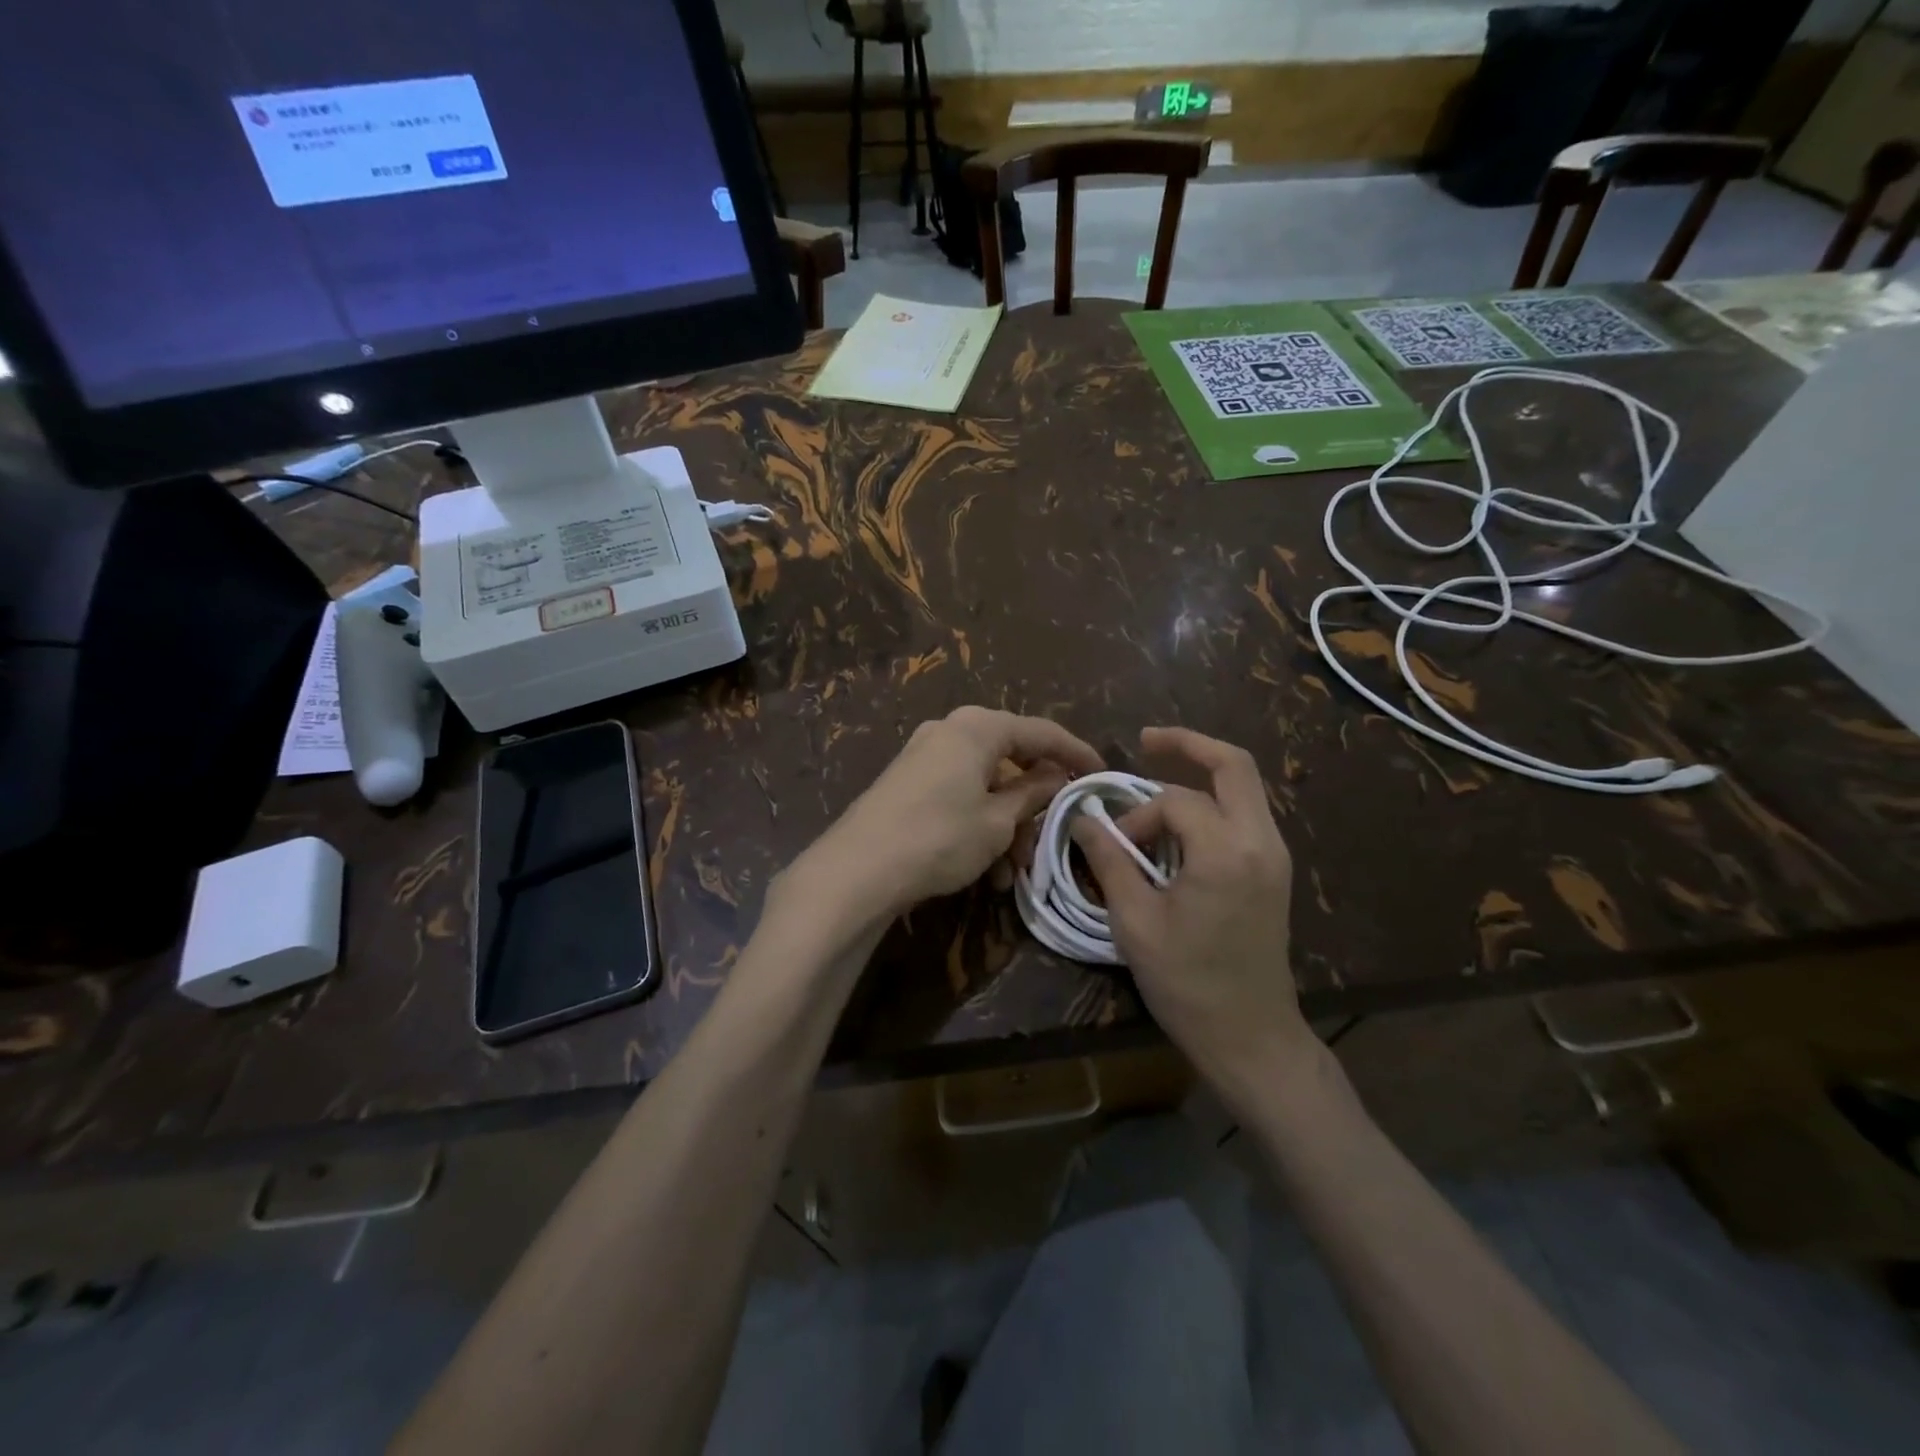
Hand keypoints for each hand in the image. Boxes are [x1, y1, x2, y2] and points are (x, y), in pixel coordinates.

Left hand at [806, 706, 1103, 917]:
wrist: (858, 869)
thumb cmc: (940, 836)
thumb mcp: (998, 821)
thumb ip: (1034, 793)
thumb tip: (1058, 778)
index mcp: (978, 727)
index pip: (1042, 732)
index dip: (1076, 753)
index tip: (1102, 774)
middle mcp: (950, 731)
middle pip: (1011, 761)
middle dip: (1033, 806)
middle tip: (1049, 840)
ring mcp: (925, 756)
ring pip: (985, 786)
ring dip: (1006, 826)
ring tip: (1012, 874)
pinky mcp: (908, 783)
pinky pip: (959, 796)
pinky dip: (979, 826)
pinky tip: (986, 870)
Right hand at [1072, 727, 1309, 1087]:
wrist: (1249, 1036)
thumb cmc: (1187, 982)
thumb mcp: (1135, 921)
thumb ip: (1108, 860)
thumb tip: (1083, 819)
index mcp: (1227, 852)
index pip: (1176, 801)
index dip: (1137, 815)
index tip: (1114, 846)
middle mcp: (1261, 842)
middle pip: (1234, 765)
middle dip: (1188, 744)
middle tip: (1145, 740)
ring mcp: (1274, 855)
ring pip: (1243, 788)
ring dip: (1200, 778)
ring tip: (1155, 786)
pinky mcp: (1274, 871)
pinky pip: (1245, 815)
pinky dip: (1213, 804)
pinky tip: (1180, 825)